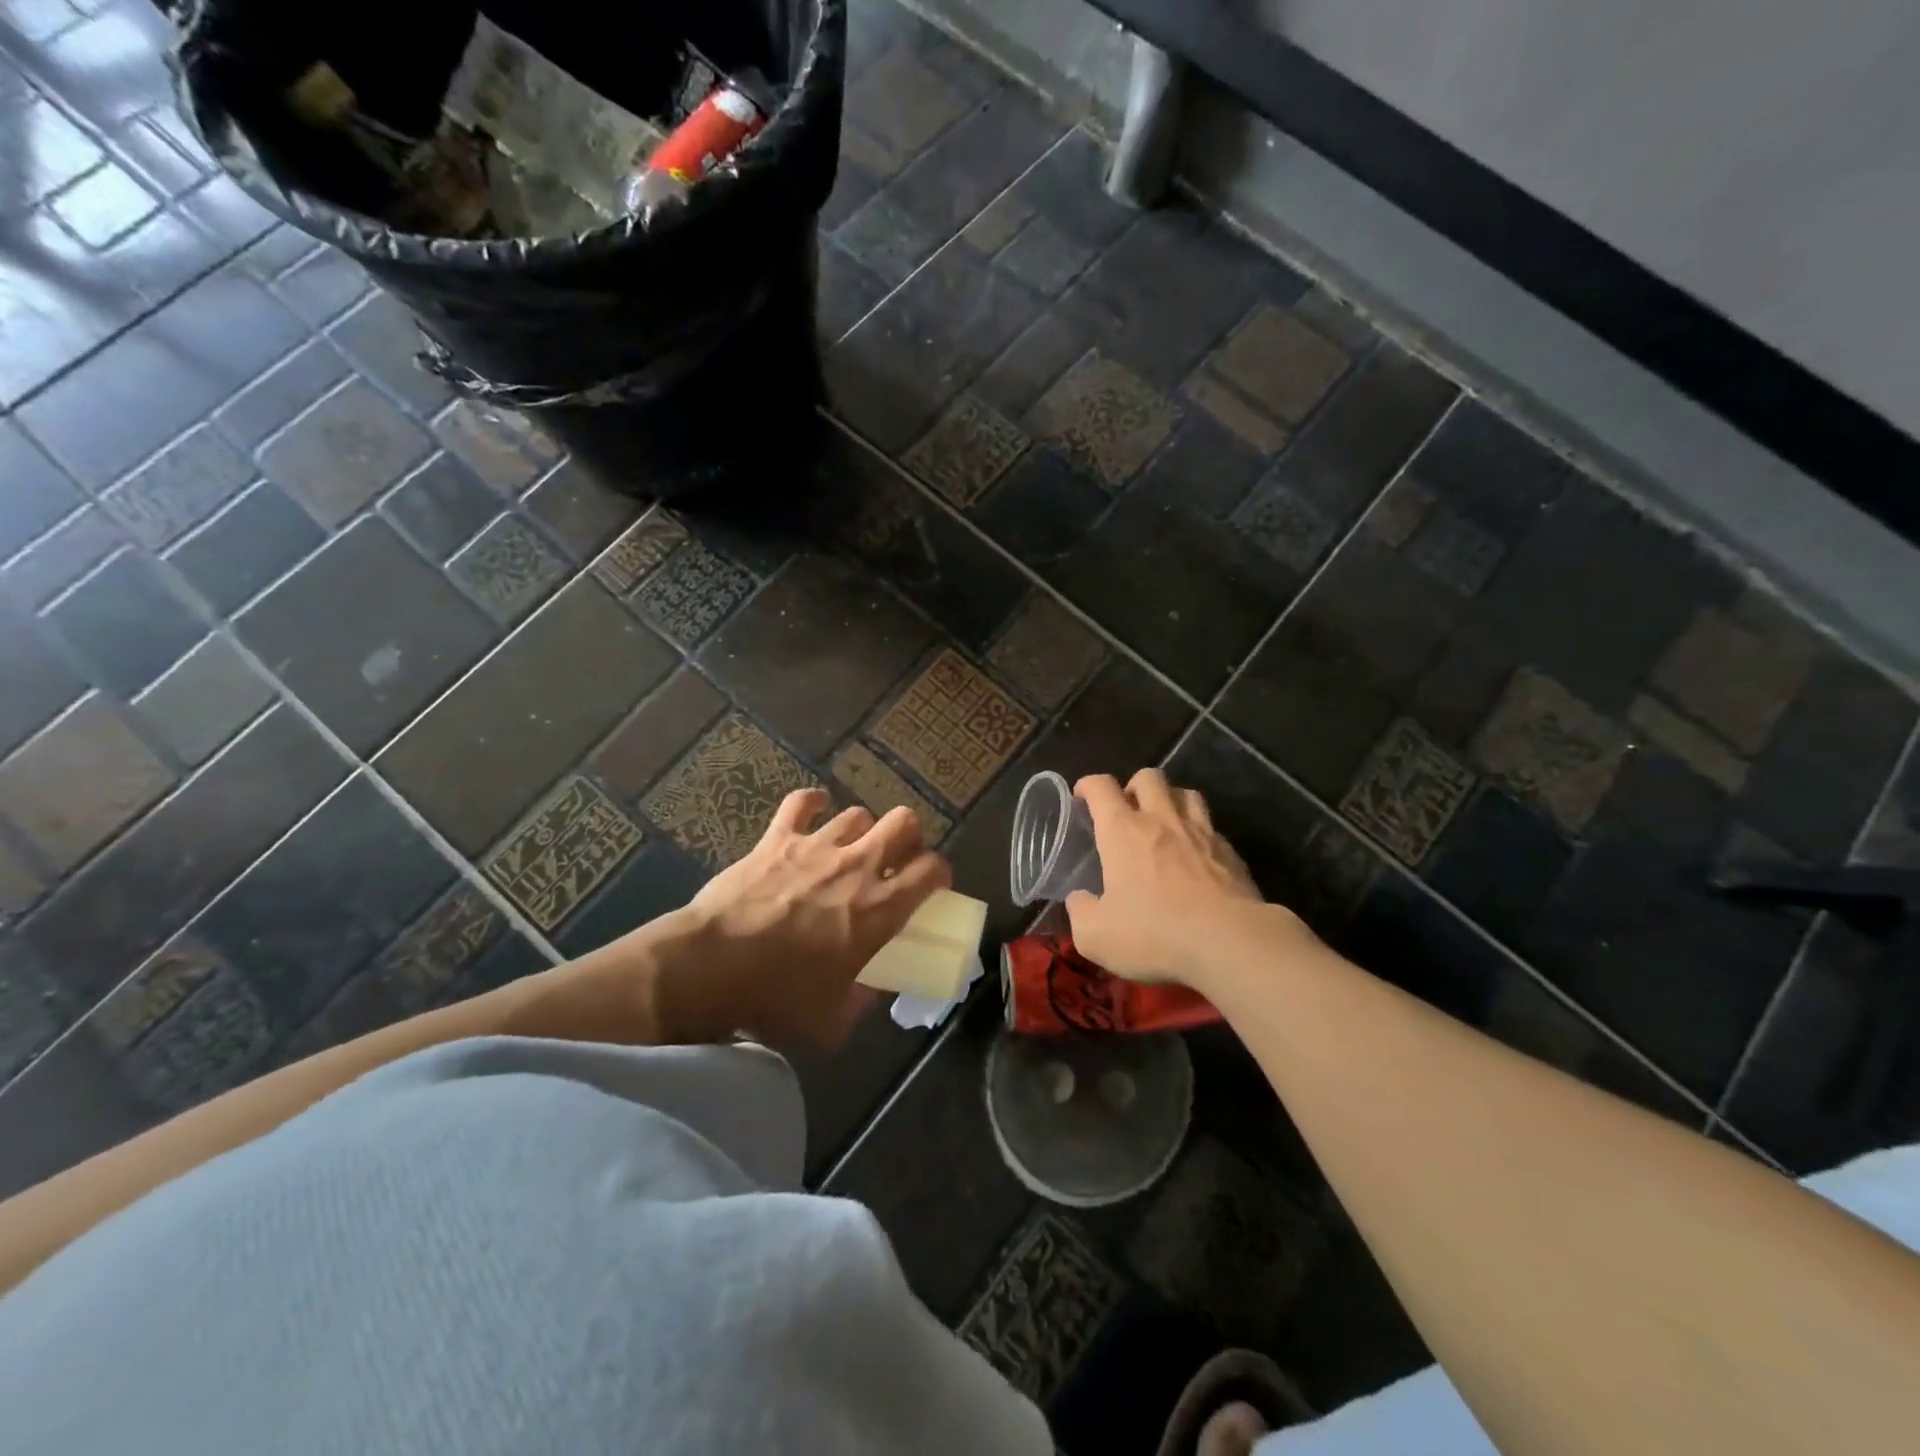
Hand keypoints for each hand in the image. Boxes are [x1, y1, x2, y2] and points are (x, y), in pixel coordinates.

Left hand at [670, 788, 950, 1047]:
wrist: (712, 967)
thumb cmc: (777, 997)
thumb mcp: (830, 1021)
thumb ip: (856, 1005)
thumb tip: (864, 996)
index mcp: (880, 909)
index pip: (932, 870)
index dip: (939, 872)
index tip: (932, 884)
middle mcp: (857, 866)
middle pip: (904, 822)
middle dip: (907, 835)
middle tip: (895, 857)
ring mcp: (817, 846)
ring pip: (857, 813)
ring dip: (860, 828)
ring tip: (850, 845)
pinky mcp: (778, 838)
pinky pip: (802, 802)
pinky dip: (812, 803)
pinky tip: (814, 809)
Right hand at [1065, 769, 1303, 987]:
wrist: (1229, 943)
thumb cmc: (1154, 933)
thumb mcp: (1096, 936)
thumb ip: (1081, 912)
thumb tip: (1079, 899)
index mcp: (1122, 831)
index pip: (1101, 787)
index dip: (1089, 785)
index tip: (1082, 796)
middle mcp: (1162, 820)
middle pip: (1149, 777)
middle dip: (1133, 786)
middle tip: (1127, 811)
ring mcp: (1201, 833)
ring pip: (1186, 793)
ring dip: (1170, 800)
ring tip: (1164, 822)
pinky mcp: (1231, 853)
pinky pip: (1211, 827)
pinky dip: (1198, 833)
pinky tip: (1196, 856)